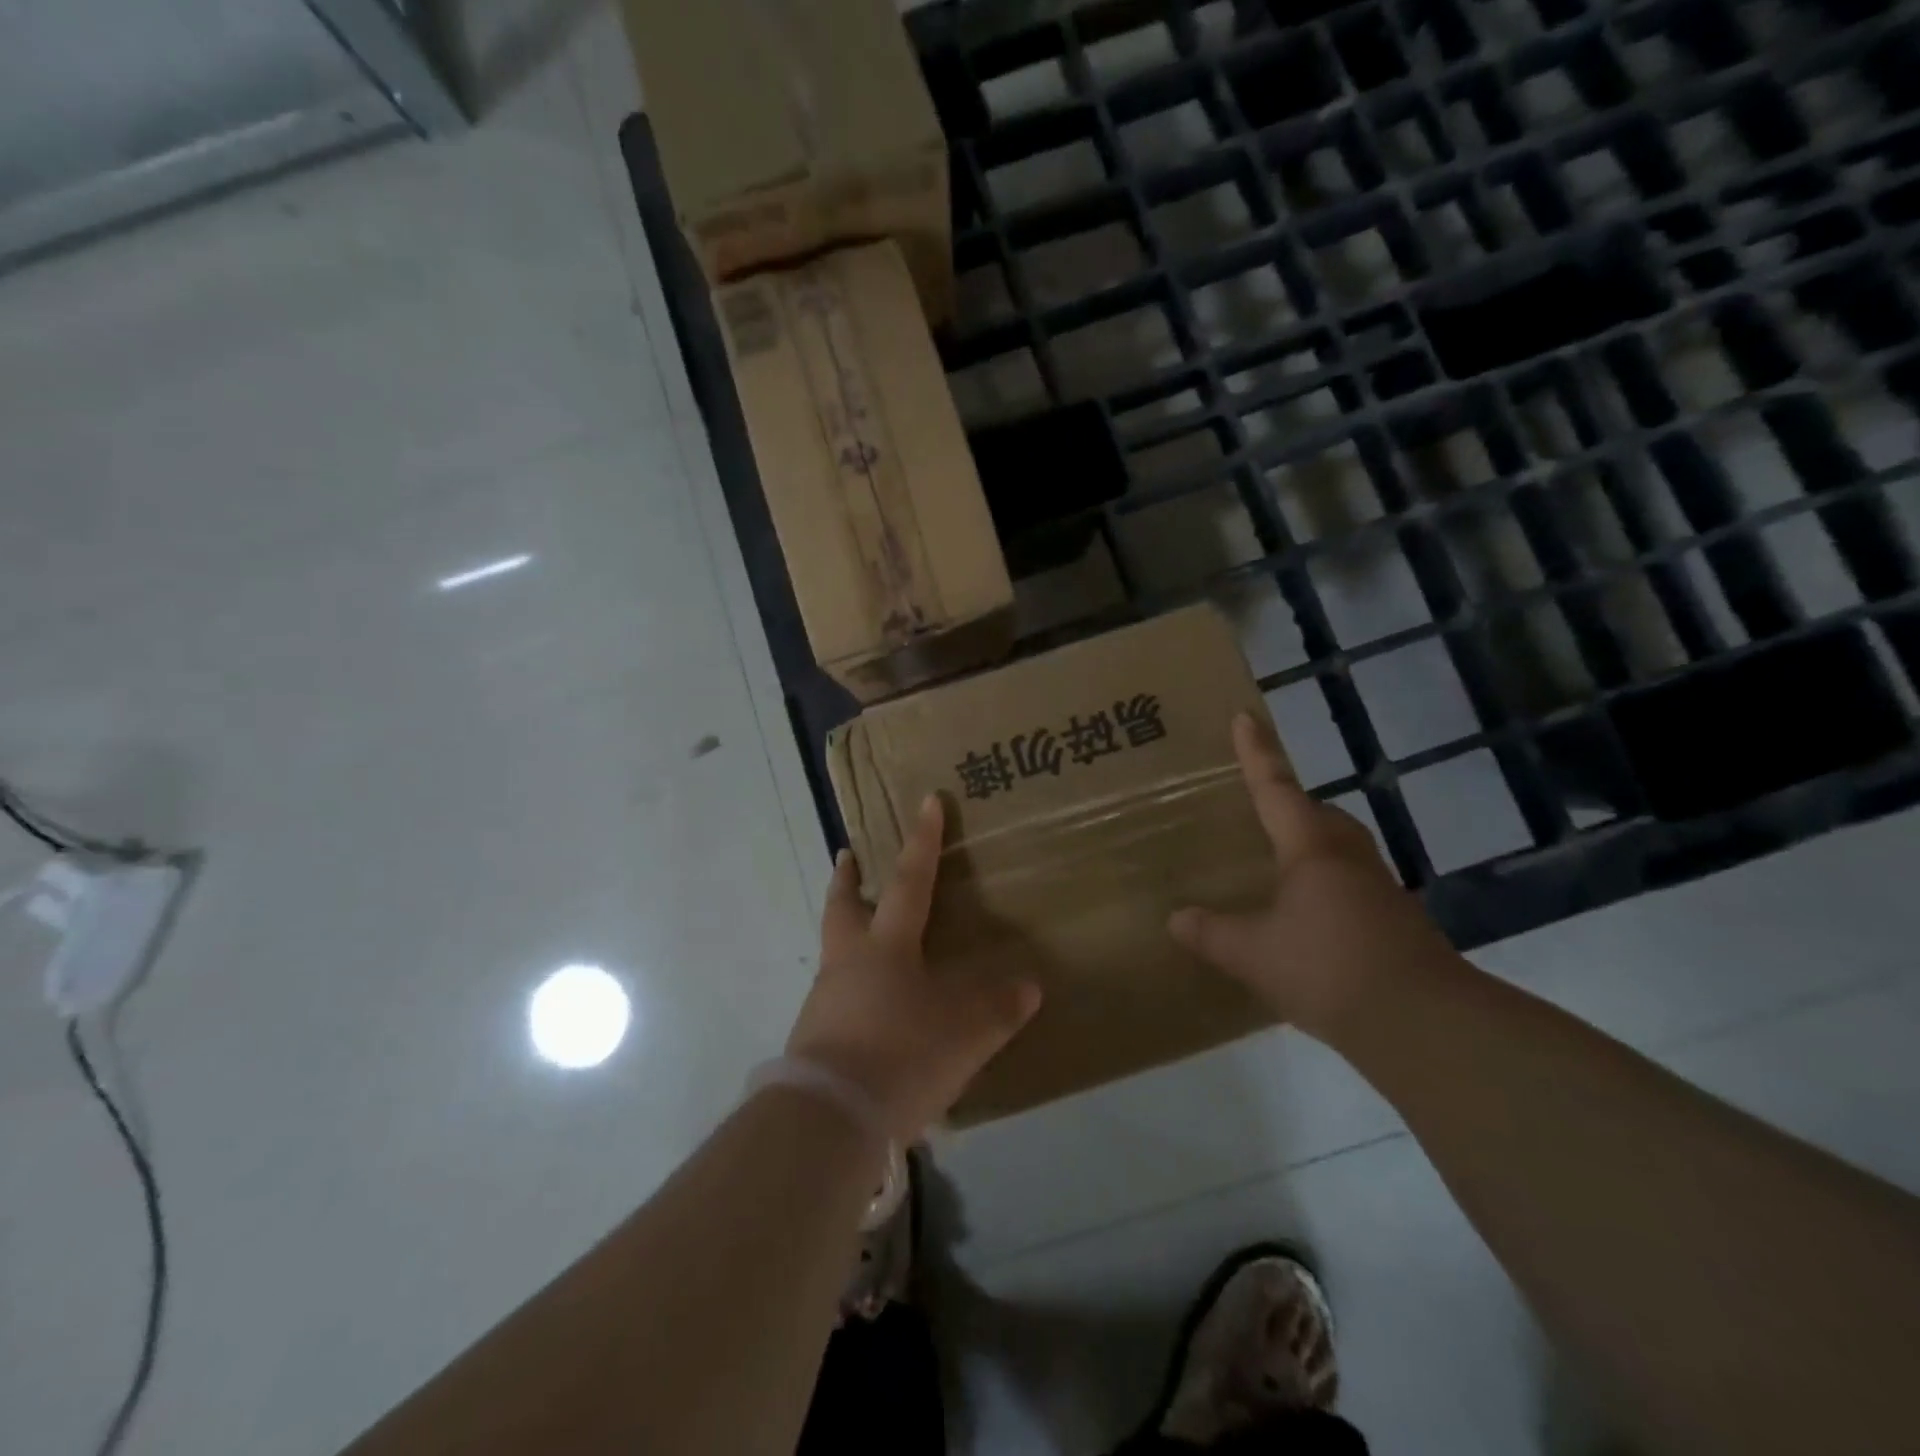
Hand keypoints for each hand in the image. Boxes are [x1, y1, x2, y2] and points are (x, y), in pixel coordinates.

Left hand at [786, 795, 1041, 1142]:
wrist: (830, 1118)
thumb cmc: (902, 1055)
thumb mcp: (964, 1034)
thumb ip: (998, 1009)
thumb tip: (1029, 988)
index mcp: (888, 947)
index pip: (911, 881)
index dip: (922, 840)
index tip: (926, 801)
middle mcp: (850, 962)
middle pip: (844, 907)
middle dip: (849, 878)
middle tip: (847, 854)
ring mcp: (826, 998)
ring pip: (835, 949)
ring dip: (846, 931)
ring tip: (865, 936)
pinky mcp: (814, 1036)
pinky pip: (835, 994)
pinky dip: (850, 984)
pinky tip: (867, 1006)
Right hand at [1169, 713, 1455, 1041]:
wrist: (1422, 1023)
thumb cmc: (1328, 970)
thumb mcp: (1253, 954)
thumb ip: (1211, 933)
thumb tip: (1176, 918)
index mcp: (1311, 849)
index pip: (1276, 789)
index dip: (1257, 753)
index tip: (1245, 717)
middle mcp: (1348, 857)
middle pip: (1318, 814)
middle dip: (1291, 804)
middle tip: (1261, 810)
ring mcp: (1378, 889)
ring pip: (1339, 848)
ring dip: (1311, 845)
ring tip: (1279, 865)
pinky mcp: (1396, 921)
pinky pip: (1351, 883)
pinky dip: (1325, 885)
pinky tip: (1307, 918)